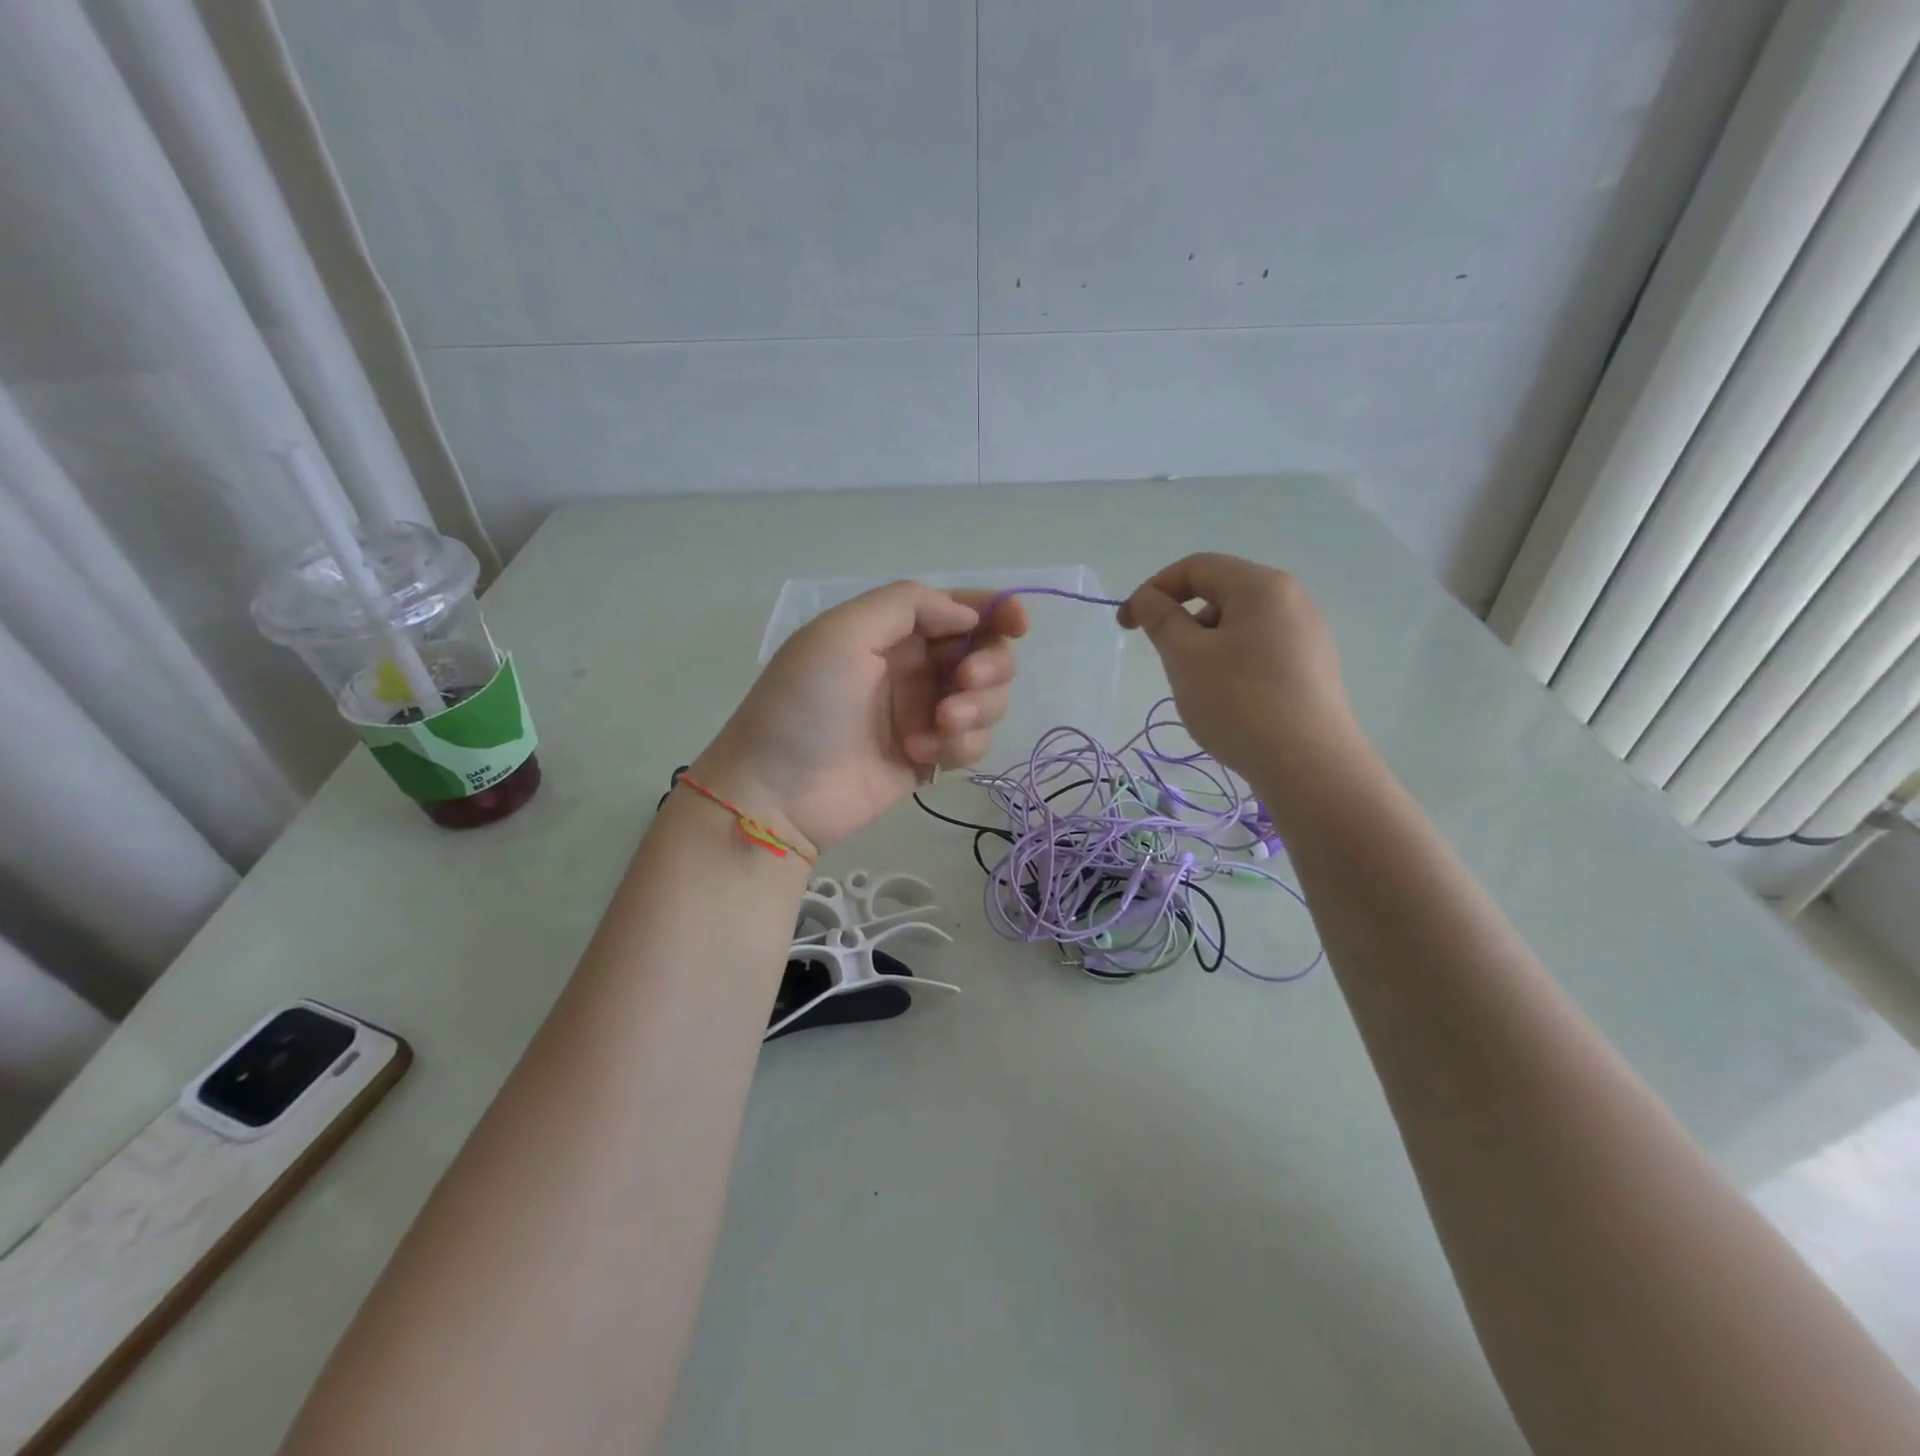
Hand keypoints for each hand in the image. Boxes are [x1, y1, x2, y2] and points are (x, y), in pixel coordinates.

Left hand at [692, 583, 1027, 853]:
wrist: (777, 793)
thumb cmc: (804, 705)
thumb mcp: (842, 633)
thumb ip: (907, 605)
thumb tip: (967, 615)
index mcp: (892, 632)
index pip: (958, 610)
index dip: (996, 611)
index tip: (1018, 625)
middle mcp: (914, 668)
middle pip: (985, 653)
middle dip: (988, 665)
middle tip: (964, 682)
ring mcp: (924, 715)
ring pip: (988, 700)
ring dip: (976, 708)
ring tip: (936, 726)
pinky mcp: (930, 757)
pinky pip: (974, 742)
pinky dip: (960, 745)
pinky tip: (921, 754)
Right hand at [1117, 553, 1360, 792]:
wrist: (1308, 765)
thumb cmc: (1239, 702)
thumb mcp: (1186, 657)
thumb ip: (1161, 619)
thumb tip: (1149, 598)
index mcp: (1261, 586)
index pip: (1196, 568)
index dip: (1153, 589)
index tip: (1126, 625)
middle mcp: (1291, 599)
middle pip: (1220, 594)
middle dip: (1182, 620)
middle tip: (1167, 661)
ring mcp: (1307, 635)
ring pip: (1239, 626)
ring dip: (1205, 646)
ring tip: (1200, 688)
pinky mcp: (1312, 668)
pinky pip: (1259, 651)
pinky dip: (1232, 664)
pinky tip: (1230, 702)